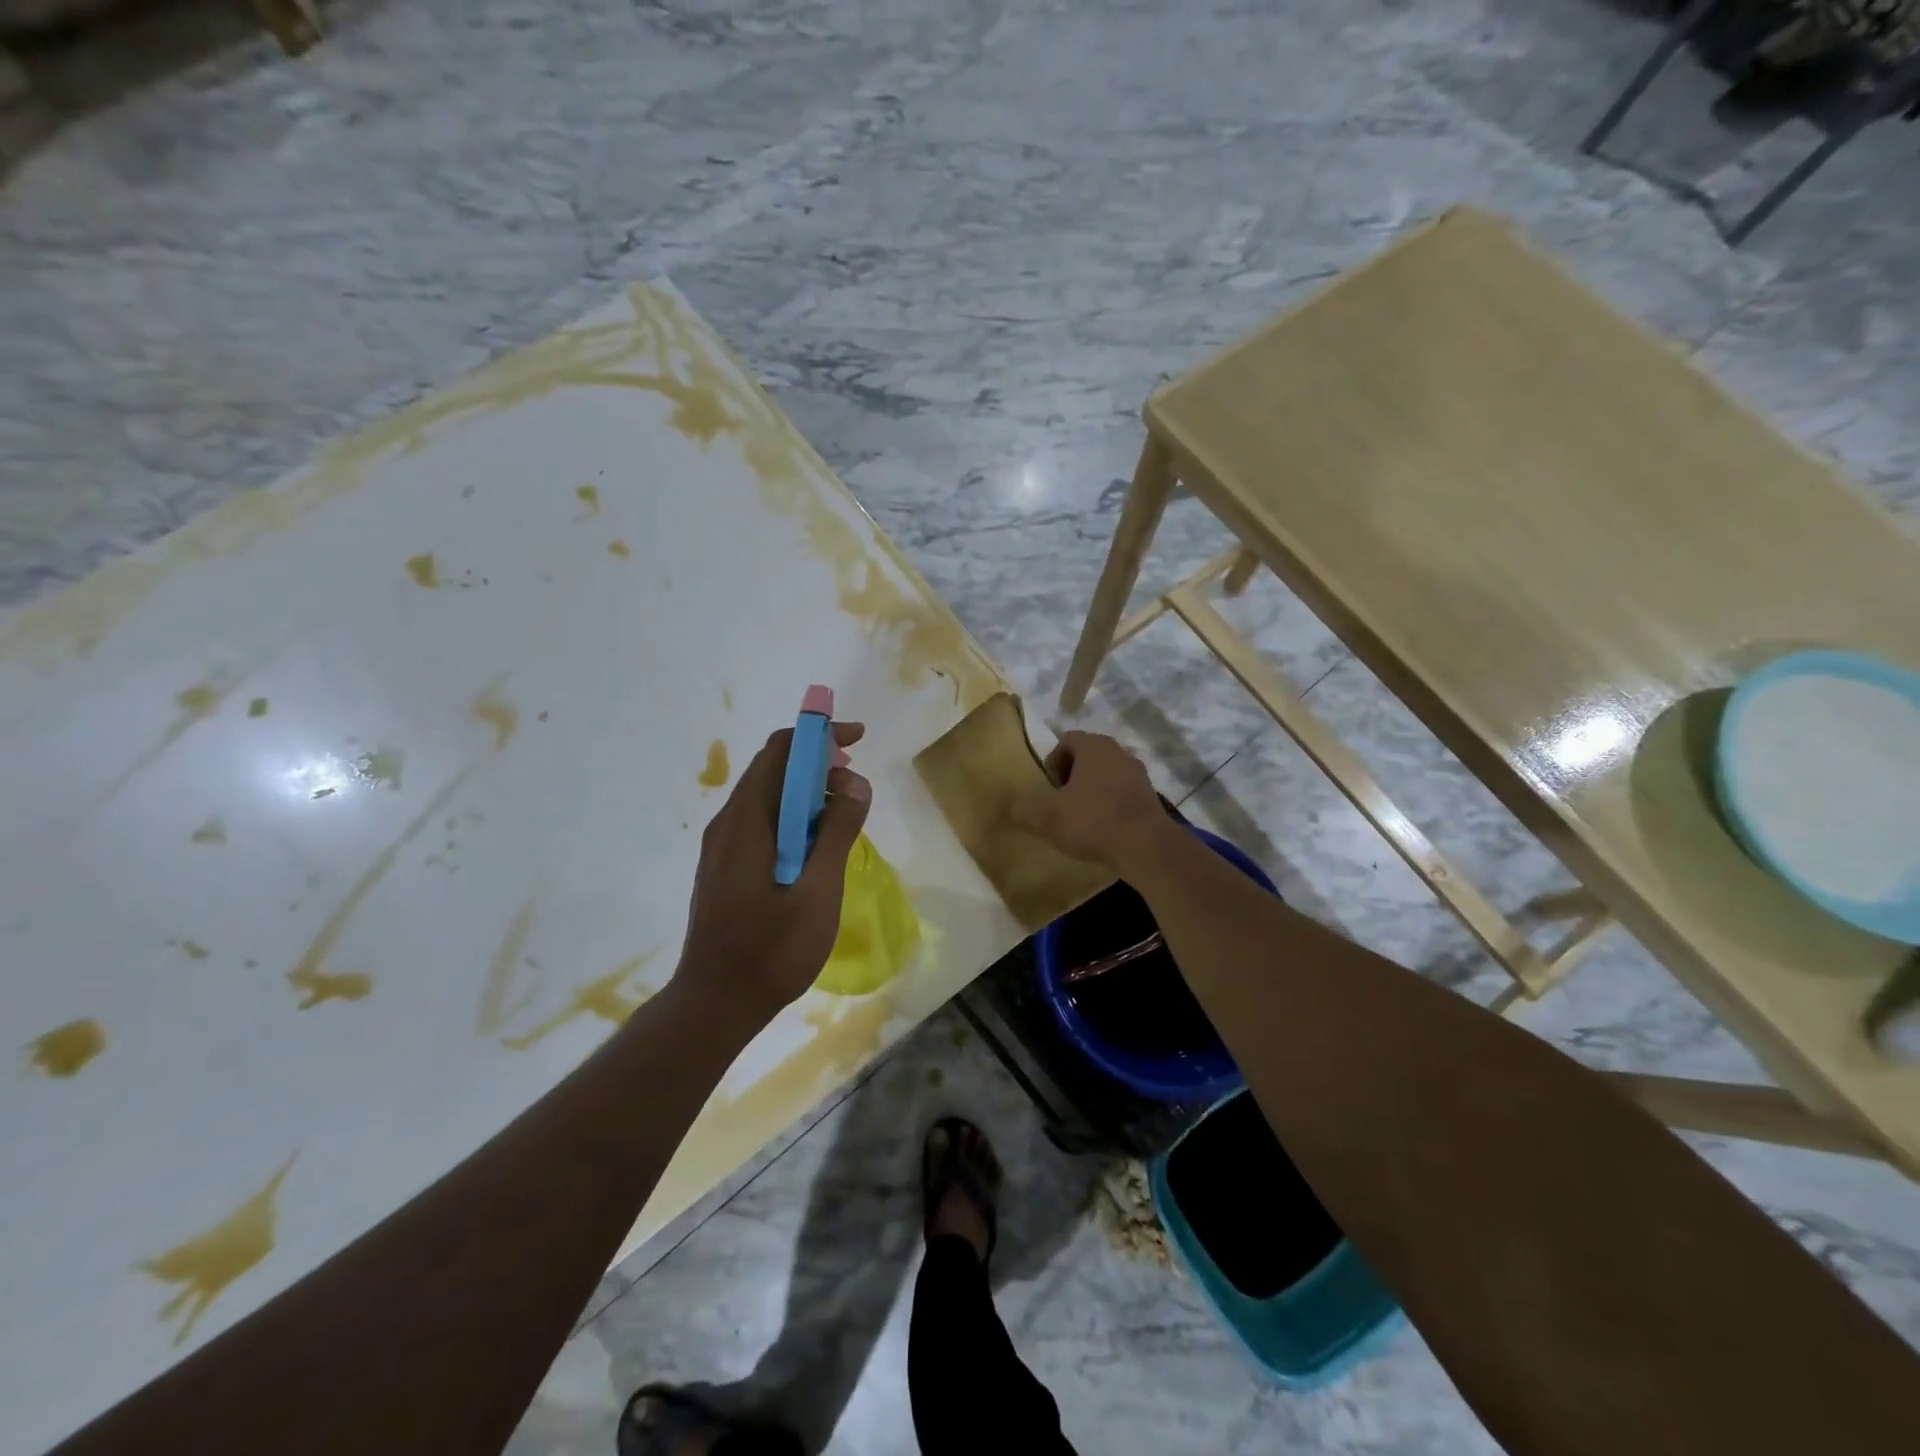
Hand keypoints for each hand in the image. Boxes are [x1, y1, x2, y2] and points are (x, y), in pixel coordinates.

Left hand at [676, 720, 871, 1030]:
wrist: (714, 1004)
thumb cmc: (770, 950)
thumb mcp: (818, 891)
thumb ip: (837, 833)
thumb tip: (855, 783)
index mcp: (747, 821)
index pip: (780, 751)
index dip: (819, 736)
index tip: (857, 740)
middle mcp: (728, 823)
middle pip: (772, 769)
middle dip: (817, 763)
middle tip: (856, 785)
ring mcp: (723, 847)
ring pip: (768, 797)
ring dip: (808, 792)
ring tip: (844, 814)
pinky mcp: (726, 867)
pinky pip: (763, 823)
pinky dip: (795, 817)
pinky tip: (817, 845)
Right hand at [1008, 731, 1168, 873]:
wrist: (1145, 847)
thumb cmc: (1092, 820)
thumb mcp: (1046, 816)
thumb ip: (1022, 808)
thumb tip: (1007, 806)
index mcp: (1094, 746)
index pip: (1066, 740)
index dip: (1052, 762)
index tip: (1048, 789)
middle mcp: (1119, 752)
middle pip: (1087, 757)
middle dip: (1071, 777)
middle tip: (1061, 803)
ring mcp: (1139, 774)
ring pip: (1106, 776)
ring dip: (1092, 792)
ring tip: (1081, 819)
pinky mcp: (1151, 798)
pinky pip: (1122, 794)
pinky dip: (1110, 806)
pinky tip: (1103, 830)